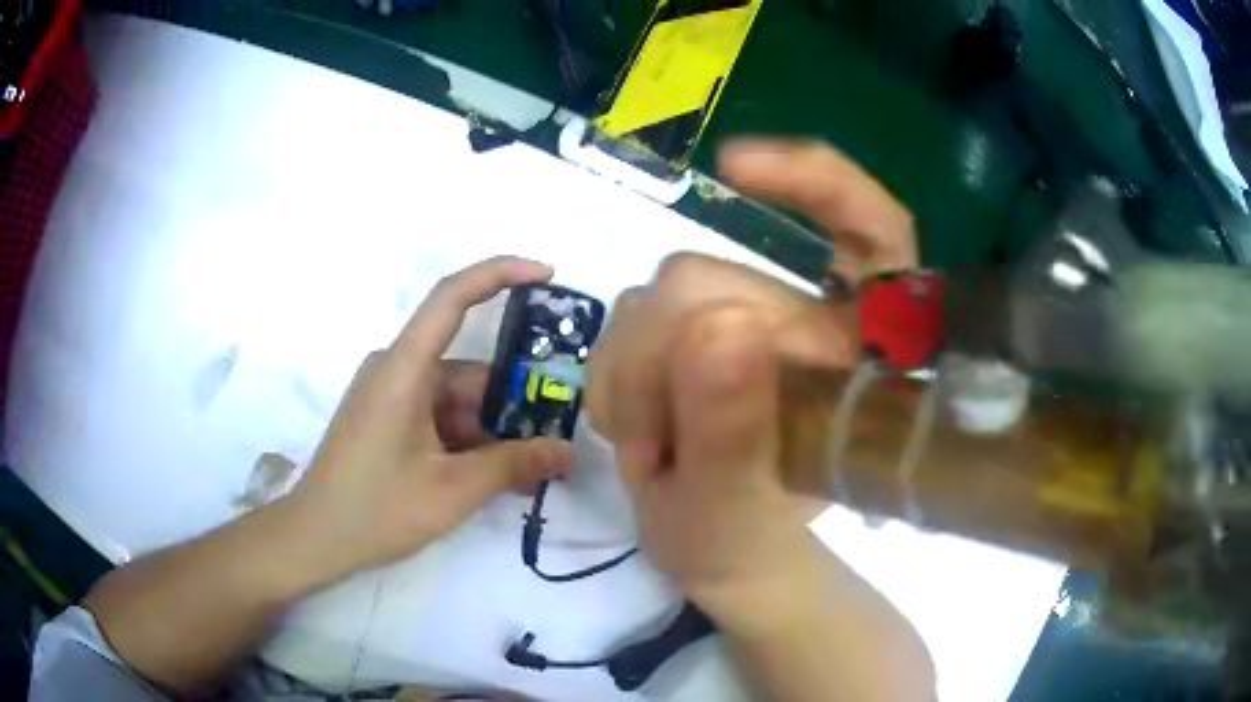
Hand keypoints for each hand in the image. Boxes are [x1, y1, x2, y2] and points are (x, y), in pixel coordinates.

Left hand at [282, 256, 573, 581]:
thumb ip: (513, 465)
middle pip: (468, 369)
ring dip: (492, 430)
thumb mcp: (452, 490)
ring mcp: (391, 395)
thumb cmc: (376, 509)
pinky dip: (469, 440)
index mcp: (404, 369)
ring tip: (530, 471)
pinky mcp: (388, 418)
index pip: (451, 297)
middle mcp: (397, 370)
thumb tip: (567, 451)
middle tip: (555, 439)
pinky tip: (495, 476)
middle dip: (512, 402)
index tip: (547, 275)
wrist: (317, 538)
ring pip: (457, 398)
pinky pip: (440, 416)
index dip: (500, 273)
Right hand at [587, 139, 918, 628]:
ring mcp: (741, 318)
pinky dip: (615, 374)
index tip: (735, 170)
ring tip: (649, 451)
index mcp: (856, 356)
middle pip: (709, 278)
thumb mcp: (735, 511)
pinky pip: (626, 313)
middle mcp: (805, 319)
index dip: (818, 183)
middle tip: (652, 451)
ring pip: (656, 294)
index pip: (870, 231)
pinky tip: (633, 426)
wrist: (717, 552)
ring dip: (631, 378)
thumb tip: (712, 328)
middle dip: (658, 366)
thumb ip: (732, 433)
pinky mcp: (689, 327)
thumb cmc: (746, 542)